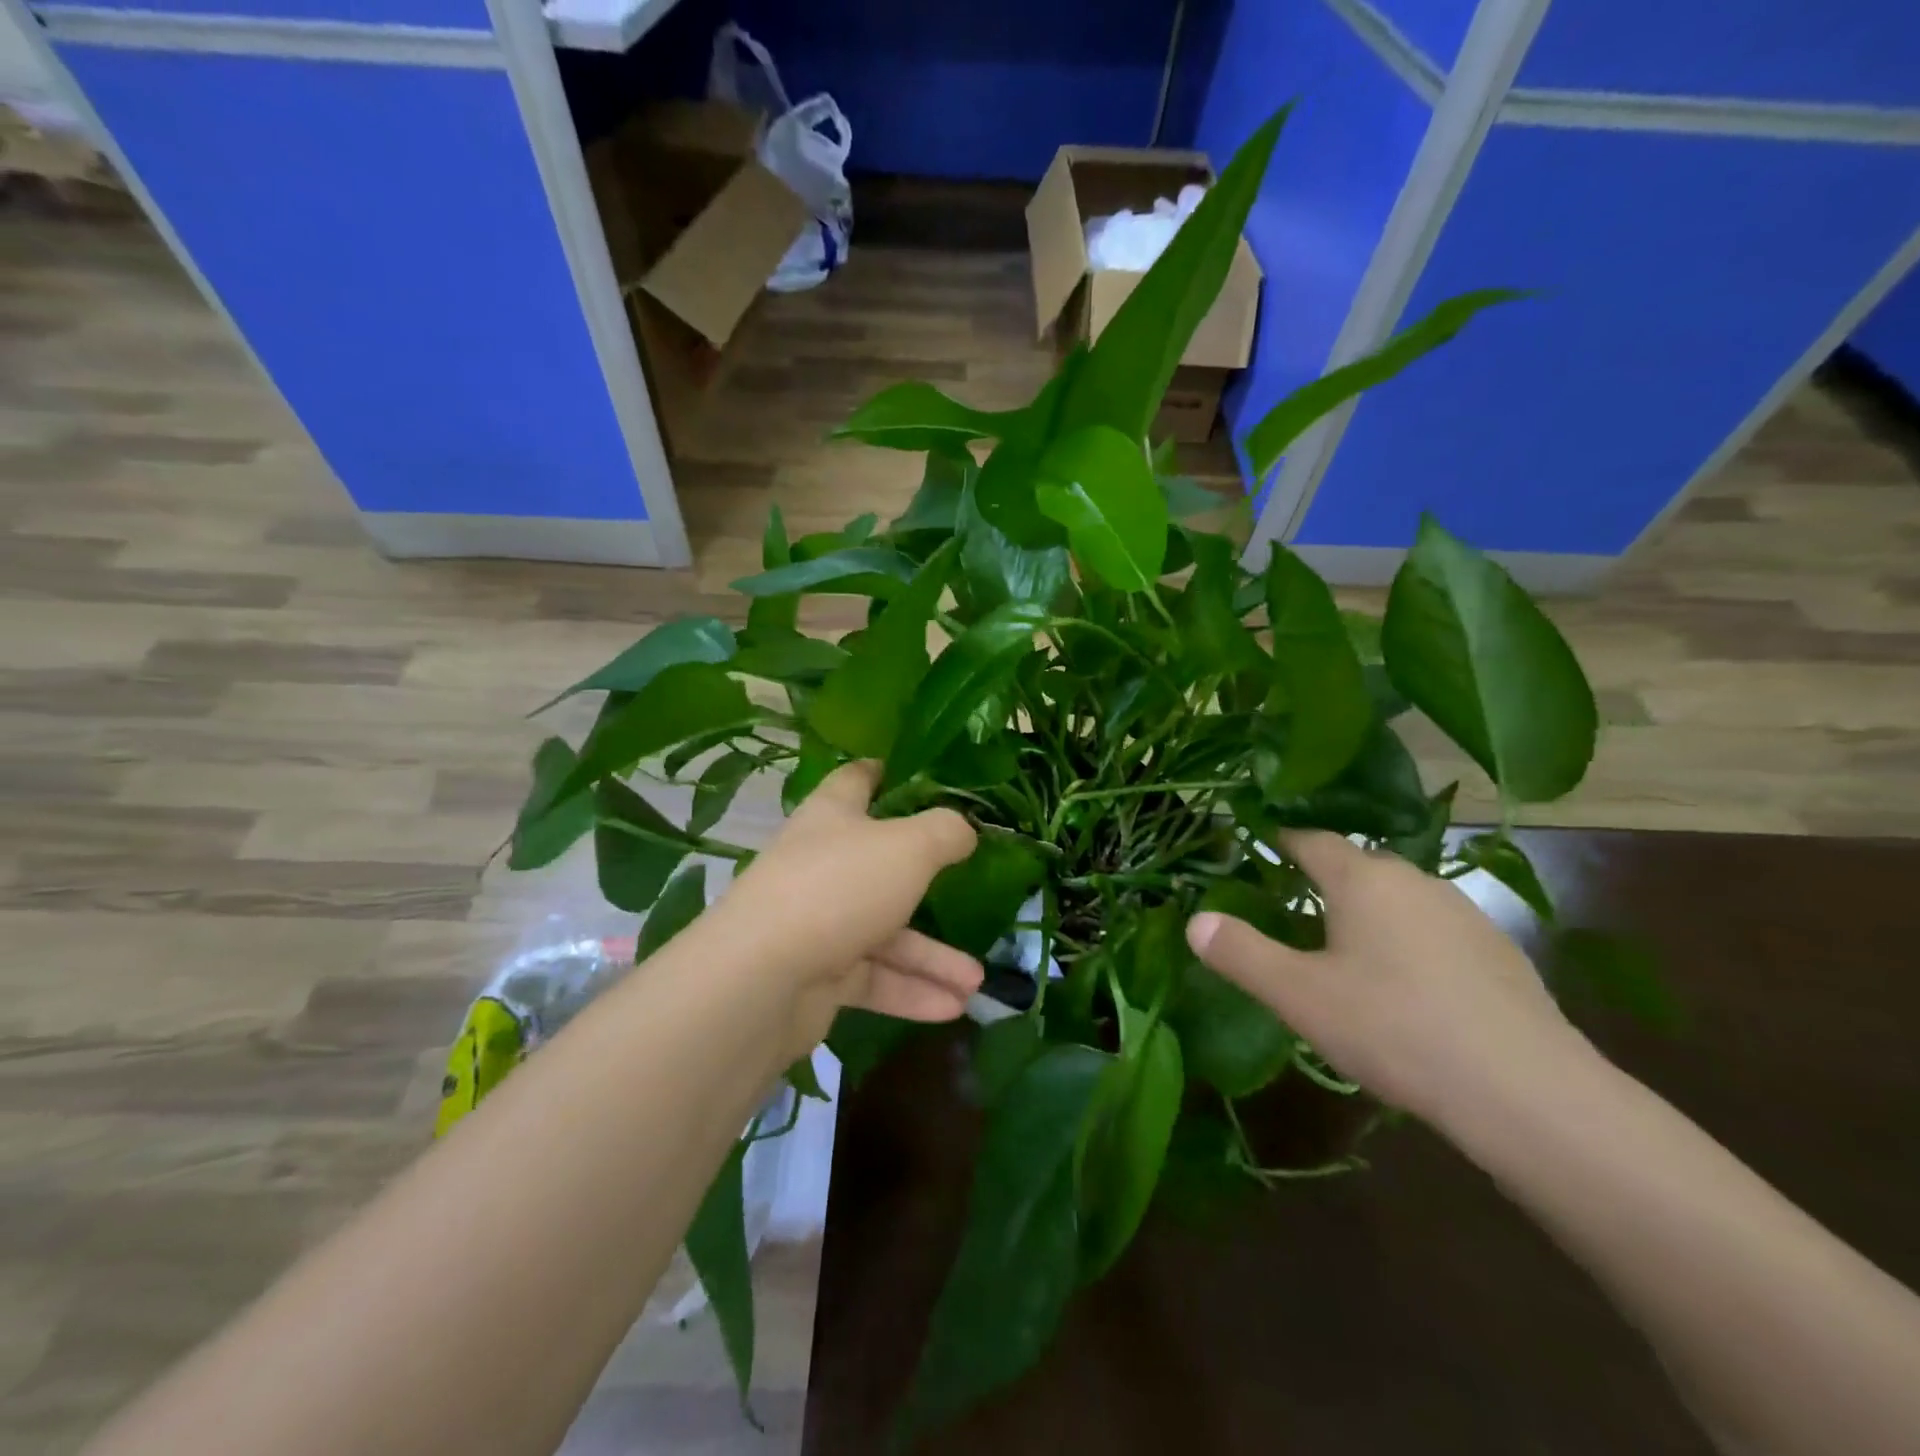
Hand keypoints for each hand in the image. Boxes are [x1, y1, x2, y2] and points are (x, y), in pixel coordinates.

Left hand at [716, 761, 983, 1050]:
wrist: (761, 979)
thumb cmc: (839, 888)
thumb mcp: (909, 847)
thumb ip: (945, 832)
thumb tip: (965, 829)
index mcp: (832, 817)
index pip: (857, 781)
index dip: (884, 773)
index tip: (918, 775)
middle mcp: (823, 864)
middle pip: (881, 865)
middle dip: (928, 884)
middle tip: (971, 889)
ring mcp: (818, 921)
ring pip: (885, 934)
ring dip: (931, 958)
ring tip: (976, 982)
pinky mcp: (817, 974)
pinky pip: (872, 978)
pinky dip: (909, 991)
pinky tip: (952, 1008)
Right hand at [1186, 830, 1587, 1127]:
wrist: (1527, 1093)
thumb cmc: (1393, 1028)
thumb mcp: (1299, 995)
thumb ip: (1242, 954)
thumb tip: (1195, 921)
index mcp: (1363, 879)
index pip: (1311, 839)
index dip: (1280, 839)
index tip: (1255, 844)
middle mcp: (1415, 881)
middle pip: (1357, 865)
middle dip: (1321, 878)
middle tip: (1290, 905)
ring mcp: (1464, 914)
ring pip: (1399, 898)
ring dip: (1367, 911)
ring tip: (1343, 948)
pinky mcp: (1499, 953)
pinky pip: (1434, 930)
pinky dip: (1408, 942)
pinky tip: (1405, 986)